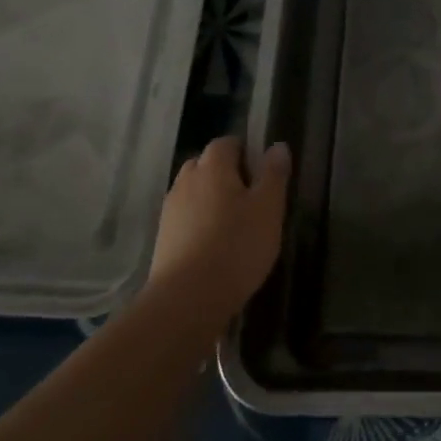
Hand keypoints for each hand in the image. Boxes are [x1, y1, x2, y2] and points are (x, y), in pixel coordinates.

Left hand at [148, 136, 290, 320]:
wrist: (188, 298)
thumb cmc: (237, 247)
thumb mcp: (268, 209)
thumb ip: (274, 175)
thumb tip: (277, 146)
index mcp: (213, 168)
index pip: (226, 143)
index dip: (245, 151)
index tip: (263, 172)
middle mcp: (186, 181)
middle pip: (205, 164)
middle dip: (226, 173)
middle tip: (251, 197)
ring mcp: (170, 210)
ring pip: (194, 191)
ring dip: (211, 198)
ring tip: (235, 222)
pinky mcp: (164, 237)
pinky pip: (185, 216)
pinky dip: (200, 220)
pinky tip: (215, 243)